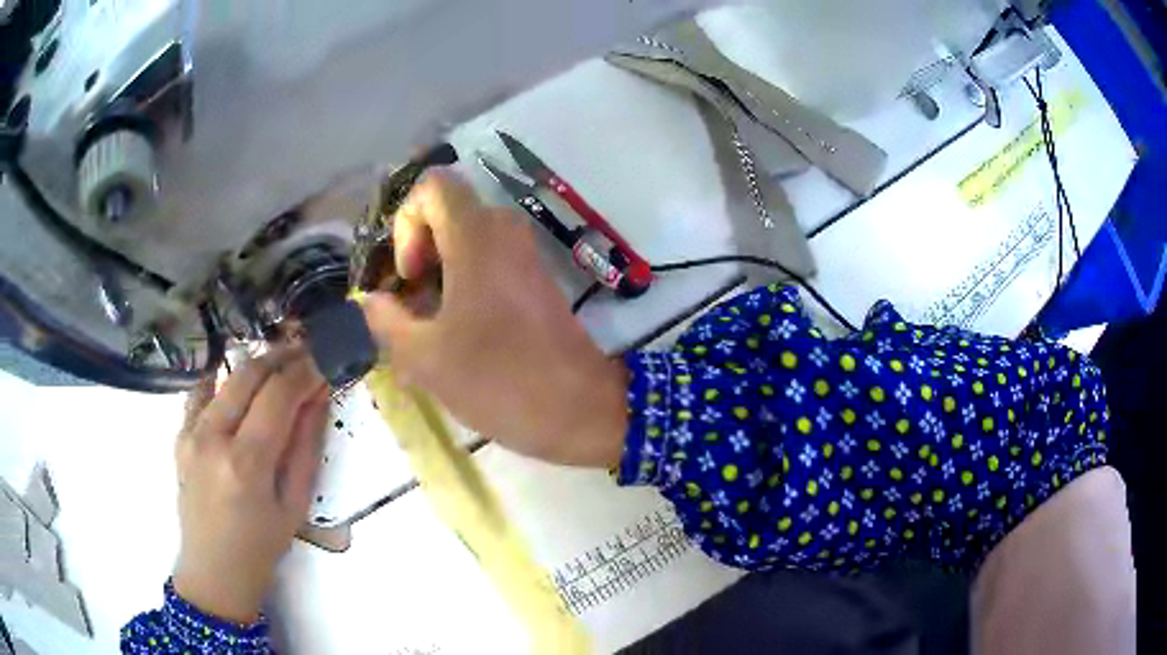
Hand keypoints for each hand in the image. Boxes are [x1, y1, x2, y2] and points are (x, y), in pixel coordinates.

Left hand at [173, 348, 328, 623]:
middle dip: (282, 356)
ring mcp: (190, 433)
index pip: (279, 395)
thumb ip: (306, 446)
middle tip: (307, 352)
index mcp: (246, 463)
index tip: (326, 359)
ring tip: (281, 365)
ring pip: (226, 377)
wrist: (214, 569)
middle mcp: (213, 438)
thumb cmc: (262, 546)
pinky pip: (202, 392)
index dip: (305, 371)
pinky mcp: (179, 434)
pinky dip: (224, 379)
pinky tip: (240, 384)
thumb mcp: (295, 504)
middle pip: (249, 374)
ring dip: (257, 364)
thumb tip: (320, 396)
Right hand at [362, 172, 626, 467]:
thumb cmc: (498, 379)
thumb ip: (387, 321)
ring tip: (429, 329)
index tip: (409, 275)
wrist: (580, 409)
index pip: (433, 186)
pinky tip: (459, 335)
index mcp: (476, 235)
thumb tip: (372, 301)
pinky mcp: (538, 281)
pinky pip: (491, 263)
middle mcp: (505, 232)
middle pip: (448, 215)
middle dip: (420, 254)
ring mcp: (527, 256)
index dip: (407, 222)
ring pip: (468, 242)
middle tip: (411, 306)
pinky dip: (466, 286)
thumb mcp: (425, 357)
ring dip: (440, 275)